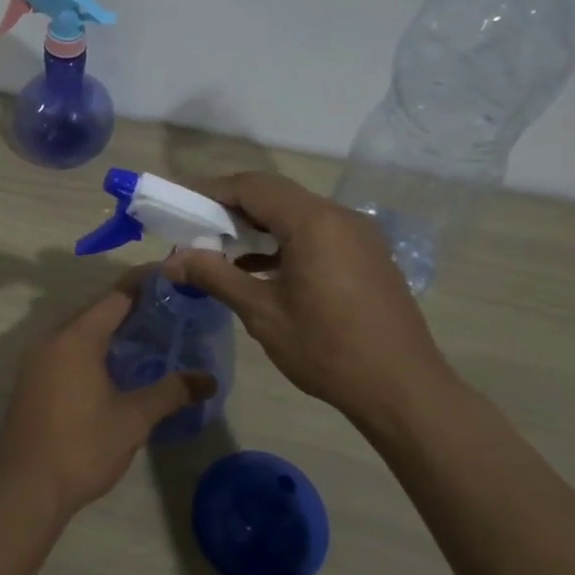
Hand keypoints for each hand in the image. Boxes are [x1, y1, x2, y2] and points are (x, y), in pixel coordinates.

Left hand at [0, 272, 215, 518]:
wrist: (25, 489)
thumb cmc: (82, 447)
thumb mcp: (134, 419)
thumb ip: (171, 392)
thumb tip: (208, 379)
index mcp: (77, 338)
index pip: (116, 296)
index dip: (145, 284)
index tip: (172, 277)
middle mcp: (52, 339)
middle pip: (96, 311)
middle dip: (131, 308)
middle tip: (168, 311)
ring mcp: (36, 361)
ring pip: (79, 332)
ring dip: (110, 331)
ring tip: (147, 337)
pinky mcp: (31, 381)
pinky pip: (66, 351)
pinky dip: (92, 349)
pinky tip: (114, 368)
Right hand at [162, 173, 452, 421]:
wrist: (402, 388)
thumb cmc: (327, 349)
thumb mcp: (263, 313)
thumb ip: (215, 277)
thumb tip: (171, 261)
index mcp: (313, 222)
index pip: (252, 187)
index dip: (212, 191)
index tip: (181, 206)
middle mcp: (338, 216)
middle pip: (275, 194)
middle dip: (232, 206)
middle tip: (196, 227)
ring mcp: (358, 234)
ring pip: (296, 213)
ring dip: (258, 224)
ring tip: (222, 248)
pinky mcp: (366, 254)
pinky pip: (317, 232)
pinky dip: (284, 241)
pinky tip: (260, 268)